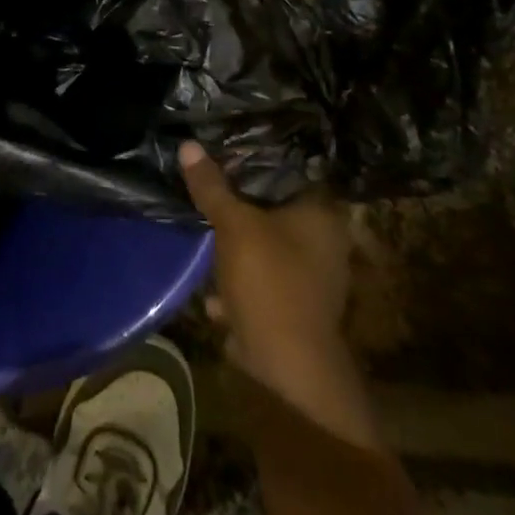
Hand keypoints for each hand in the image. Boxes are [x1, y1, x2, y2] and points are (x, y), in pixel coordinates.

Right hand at [181, 141, 382, 448]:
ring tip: (203, 233)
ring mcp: (311, 280)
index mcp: (321, 216)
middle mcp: (325, 244)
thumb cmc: (270, 283)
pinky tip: (213, 291)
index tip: (224, 149)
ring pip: (265, 246)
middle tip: (207, 186)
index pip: (291, 172)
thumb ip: (212, 187)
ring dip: (237, 247)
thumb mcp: (234, 227)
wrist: (288, 370)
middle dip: (240, 205)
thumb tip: (189, 144)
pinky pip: (260, 282)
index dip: (257, 159)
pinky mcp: (293, 310)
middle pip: (275, 209)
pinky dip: (238, 283)